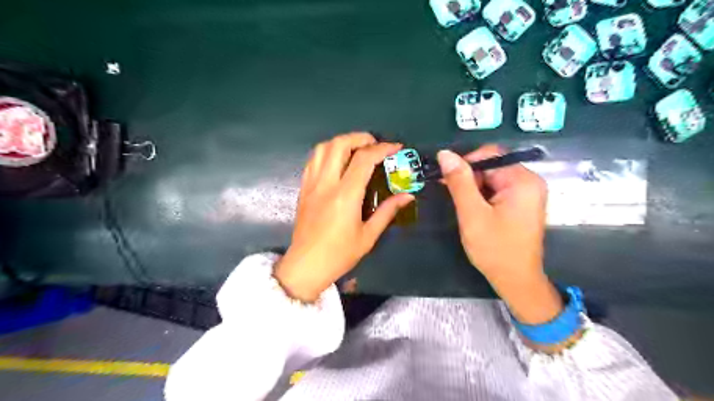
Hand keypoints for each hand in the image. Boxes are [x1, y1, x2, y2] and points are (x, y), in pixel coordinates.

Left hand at [274, 133, 418, 302]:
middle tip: (375, 145)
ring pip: (323, 148)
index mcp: (345, 195)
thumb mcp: (368, 236)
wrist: (306, 265)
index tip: (396, 147)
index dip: (382, 148)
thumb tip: (407, 196)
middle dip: (360, 137)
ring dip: (342, 142)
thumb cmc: (339, 254)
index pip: (364, 159)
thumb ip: (387, 211)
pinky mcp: (303, 188)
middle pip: (339, 144)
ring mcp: (311, 184)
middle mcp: (326, 183)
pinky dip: (327, 152)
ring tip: (356, 149)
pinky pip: (313, 160)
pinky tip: (338, 161)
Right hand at [436, 146, 563, 323]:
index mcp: (522, 180)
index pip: (490, 155)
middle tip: (455, 199)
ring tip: (466, 210)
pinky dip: (483, 197)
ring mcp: (527, 193)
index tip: (448, 181)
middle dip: (470, 179)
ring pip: (492, 178)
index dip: (466, 164)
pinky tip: (475, 212)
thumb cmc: (494, 248)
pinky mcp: (522, 204)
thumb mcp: (472, 214)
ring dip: (474, 189)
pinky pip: (498, 190)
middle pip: (492, 166)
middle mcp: (529, 181)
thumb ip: (459, 182)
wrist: (515, 280)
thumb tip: (445, 154)